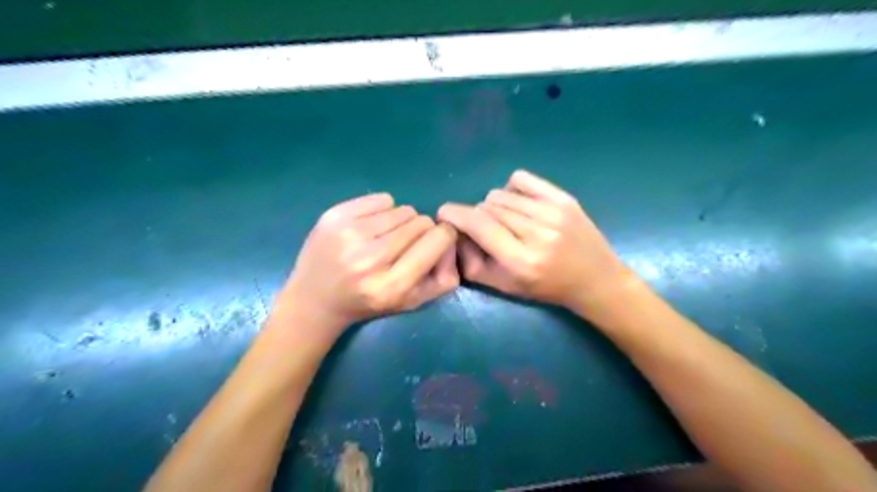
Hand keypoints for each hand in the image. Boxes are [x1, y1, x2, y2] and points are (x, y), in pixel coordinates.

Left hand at [279, 192, 458, 334]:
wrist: (314, 300)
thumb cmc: (368, 302)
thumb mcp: (411, 302)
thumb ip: (443, 278)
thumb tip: (452, 239)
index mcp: (392, 285)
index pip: (438, 239)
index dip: (442, 237)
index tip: (434, 243)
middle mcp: (370, 259)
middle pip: (421, 222)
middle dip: (420, 231)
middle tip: (404, 245)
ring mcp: (349, 234)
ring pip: (402, 209)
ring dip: (401, 222)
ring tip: (385, 238)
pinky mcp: (334, 216)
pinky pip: (382, 199)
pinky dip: (383, 210)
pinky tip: (370, 227)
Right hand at [437, 169, 629, 311]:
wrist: (595, 279)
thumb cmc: (546, 288)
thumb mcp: (505, 287)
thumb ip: (473, 265)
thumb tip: (456, 234)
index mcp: (521, 260)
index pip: (479, 225)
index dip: (456, 215)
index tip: (444, 213)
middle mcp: (538, 233)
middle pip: (488, 207)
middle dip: (477, 216)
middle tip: (485, 230)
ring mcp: (553, 212)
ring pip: (501, 194)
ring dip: (494, 206)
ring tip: (506, 221)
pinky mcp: (564, 198)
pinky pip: (521, 179)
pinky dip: (511, 189)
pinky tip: (518, 204)